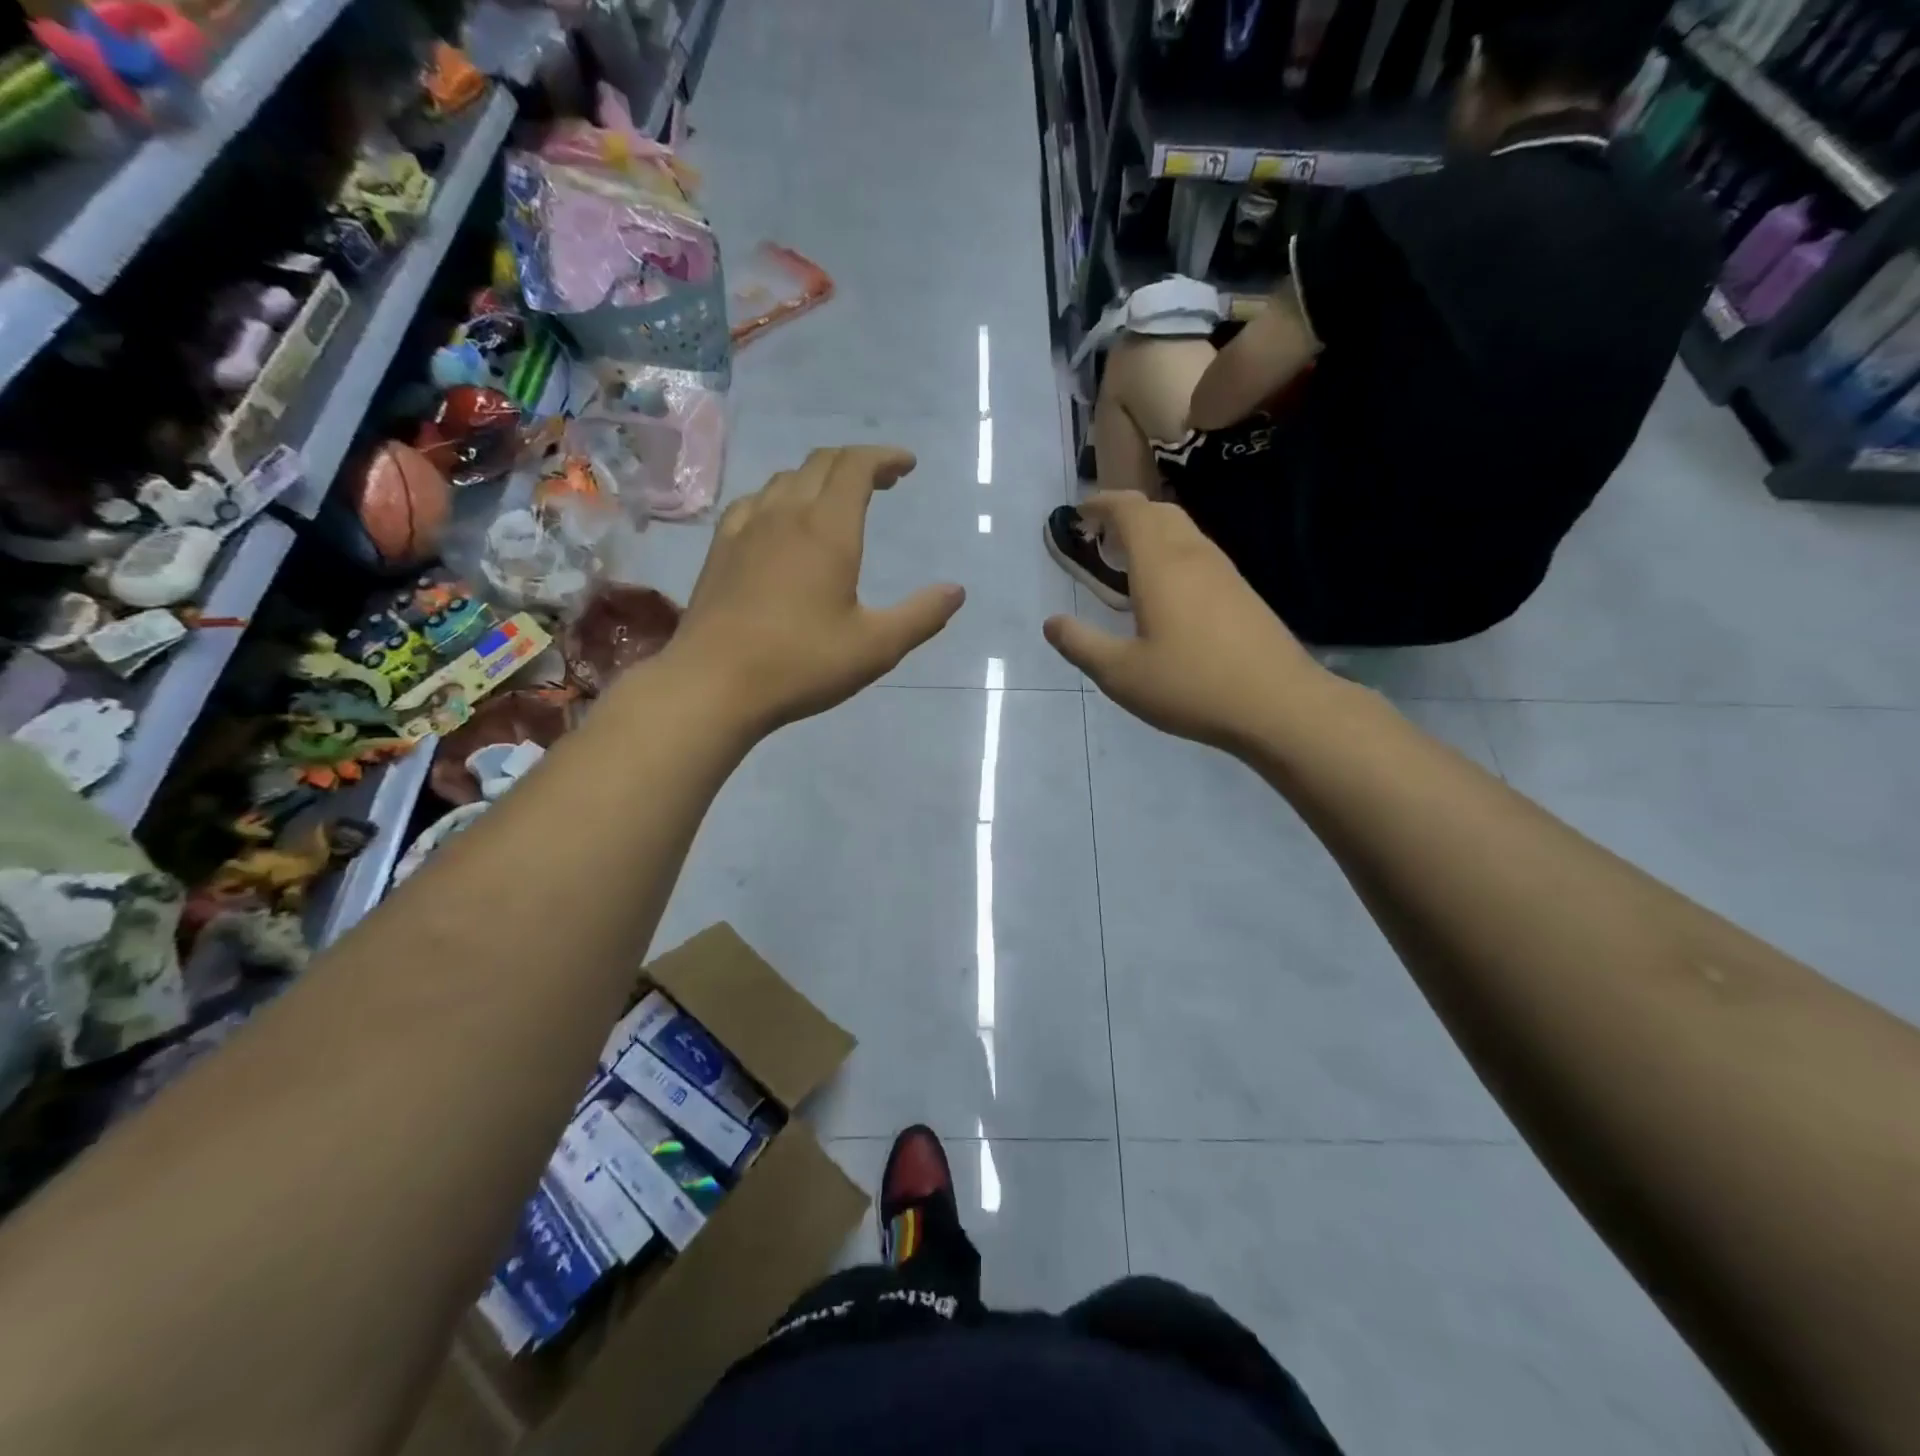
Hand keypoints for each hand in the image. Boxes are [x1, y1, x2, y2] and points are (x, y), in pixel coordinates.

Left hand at [664, 446, 964, 732]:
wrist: (713, 683)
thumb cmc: (801, 664)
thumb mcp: (876, 647)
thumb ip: (921, 616)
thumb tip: (956, 591)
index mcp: (828, 529)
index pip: (856, 466)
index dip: (884, 457)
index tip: (906, 465)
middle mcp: (785, 514)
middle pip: (820, 463)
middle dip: (856, 462)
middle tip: (882, 480)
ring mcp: (745, 528)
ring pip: (784, 479)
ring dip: (818, 477)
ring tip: (836, 499)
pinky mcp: (719, 549)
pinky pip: (754, 502)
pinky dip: (780, 497)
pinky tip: (780, 522)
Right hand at [1043, 492, 1325, 751]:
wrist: (1278, 704)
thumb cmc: (1191, 685)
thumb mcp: (1121, 674)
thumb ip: (1081, 645)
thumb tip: (1051, 623)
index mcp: (1161, 565)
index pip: (1131, 510)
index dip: (1103, 504)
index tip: (1080, 514)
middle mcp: (1194, 556)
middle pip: (1160, 512)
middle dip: (1127, 515)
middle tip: (1101, 538)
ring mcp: (1225, 573)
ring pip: (1184, 533)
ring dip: (1152, 534)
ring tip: (1128, 564)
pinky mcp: (1242, 594)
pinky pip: (1199, 556)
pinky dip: (1173, 556)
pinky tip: (1166, 595)